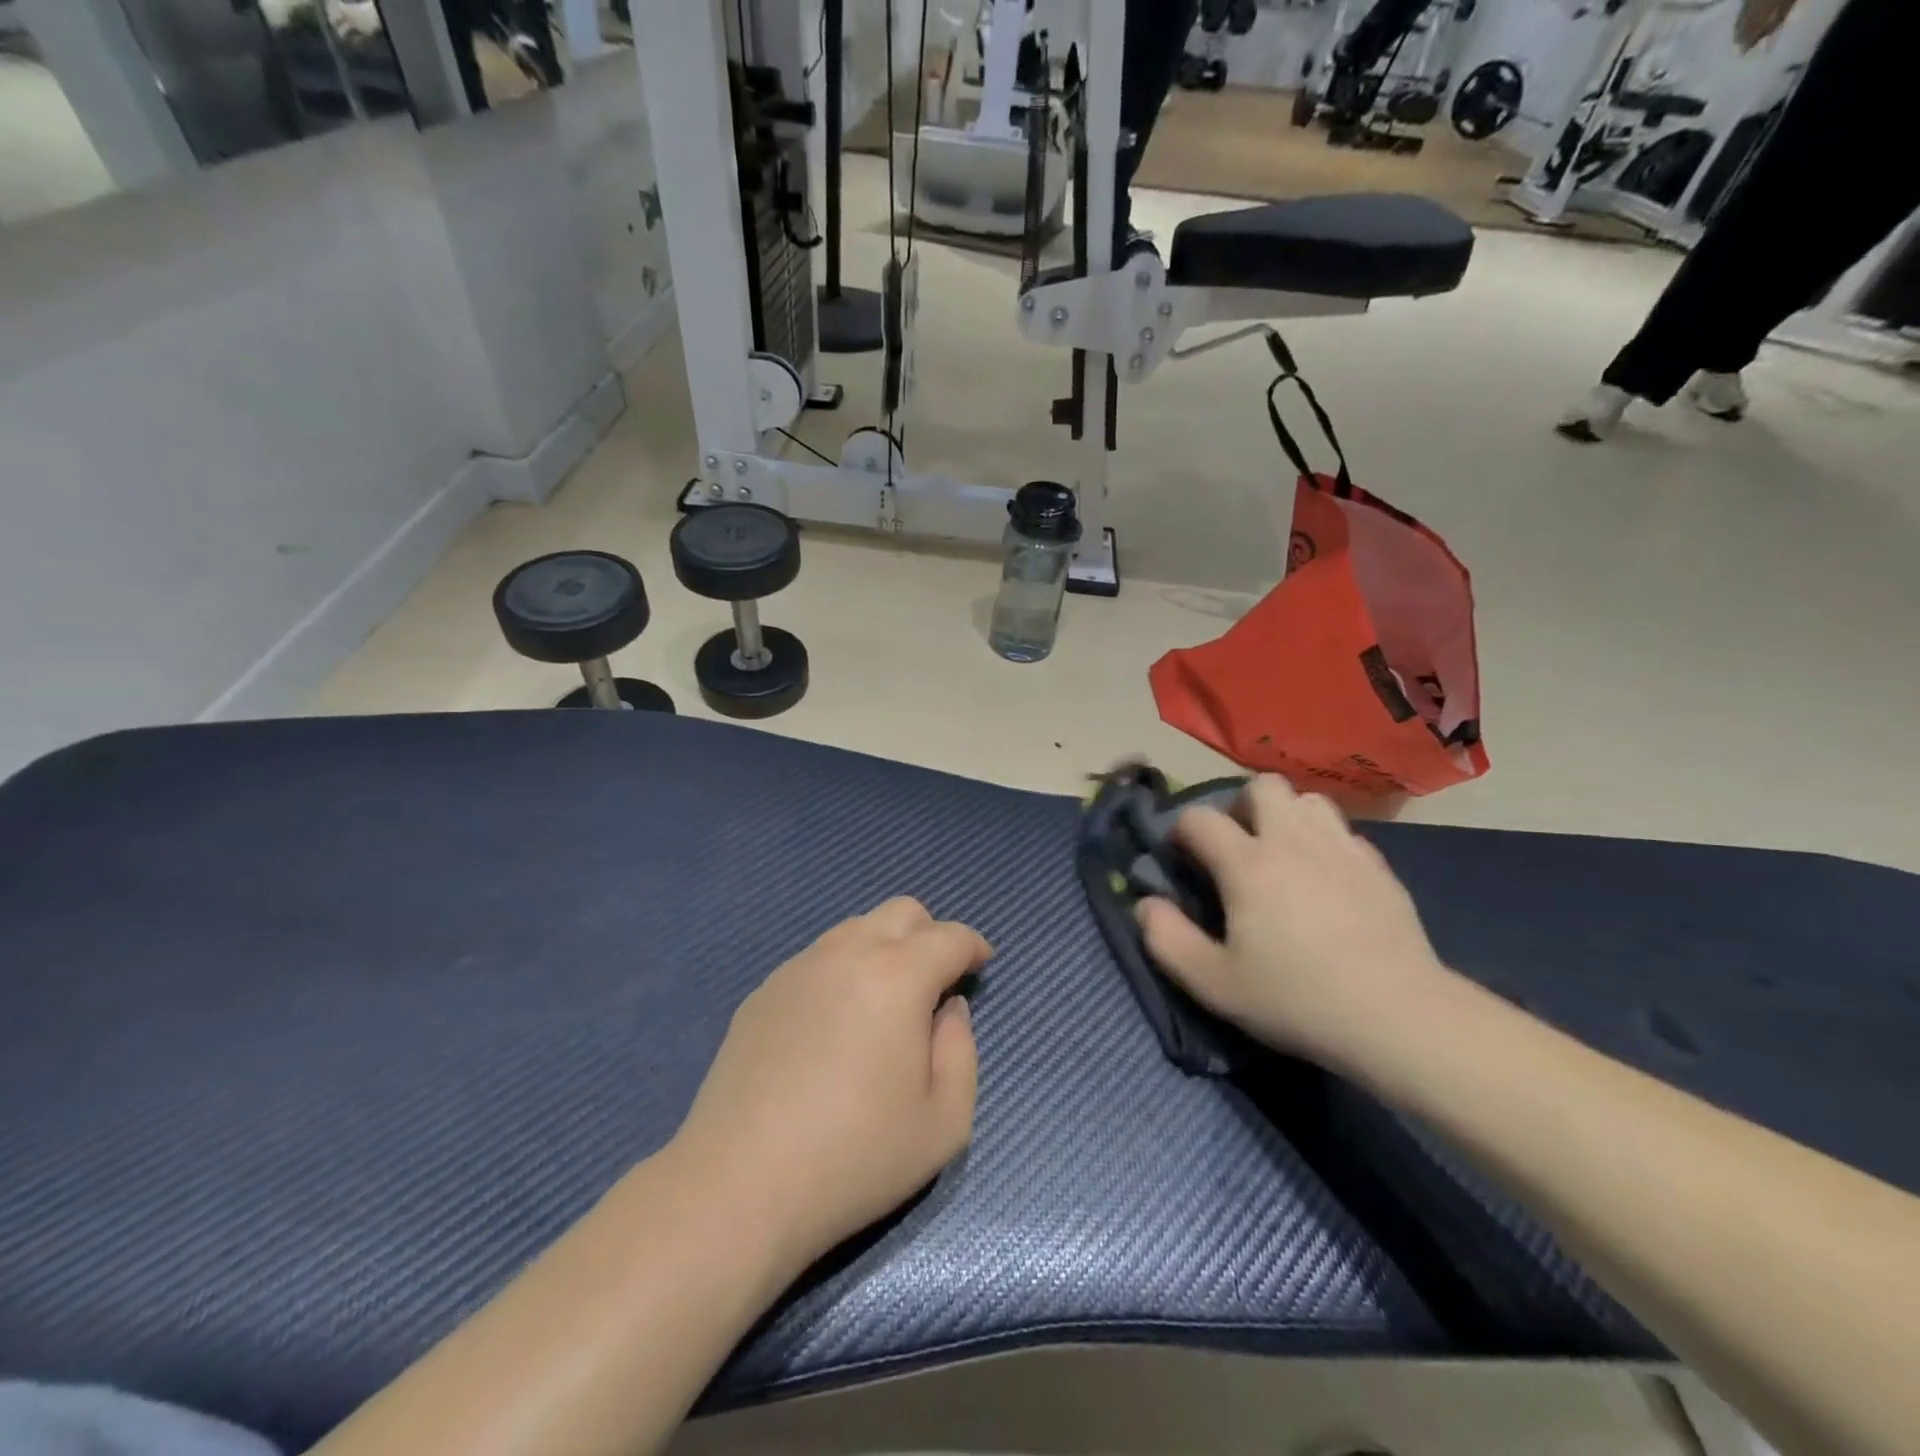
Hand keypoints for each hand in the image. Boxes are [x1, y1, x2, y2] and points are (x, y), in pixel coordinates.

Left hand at [671, 898, 988, 1276]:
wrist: (738, 1186)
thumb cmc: (855, 1158)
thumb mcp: (944, 1121)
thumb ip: (962, 1051)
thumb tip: (948, 1009)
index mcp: (897, 975)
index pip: (949, 936)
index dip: (974, 946)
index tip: (982, 966)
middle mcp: (847, 953)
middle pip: (901, 911)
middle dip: (931, 934)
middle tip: (938, 982)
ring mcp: (799, 968)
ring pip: (856, 928)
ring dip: (885, 948)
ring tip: (887, 1002)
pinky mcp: (764, 992)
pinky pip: (818, 959)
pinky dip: (844, 970)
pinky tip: (835, 1025)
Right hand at [1138, 776, 1445, 1071]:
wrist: (1399, 1017)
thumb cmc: (1297, 998)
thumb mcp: (1214, 983)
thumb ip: (1167, 939)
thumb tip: (1145, 904)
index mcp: (1247, 863)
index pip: (1199, 818)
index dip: (1181, 831)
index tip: (1183, 858)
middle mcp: (1292, 841)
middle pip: (1262, 786)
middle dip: (1241, 807)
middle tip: (1238, 848)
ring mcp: (1341, 849)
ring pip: (1308, 800)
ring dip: (1286, 817)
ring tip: (1282, 855)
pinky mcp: (1379, 868)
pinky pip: (1342, 832)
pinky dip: (1324, 843)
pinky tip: (1326, 880)